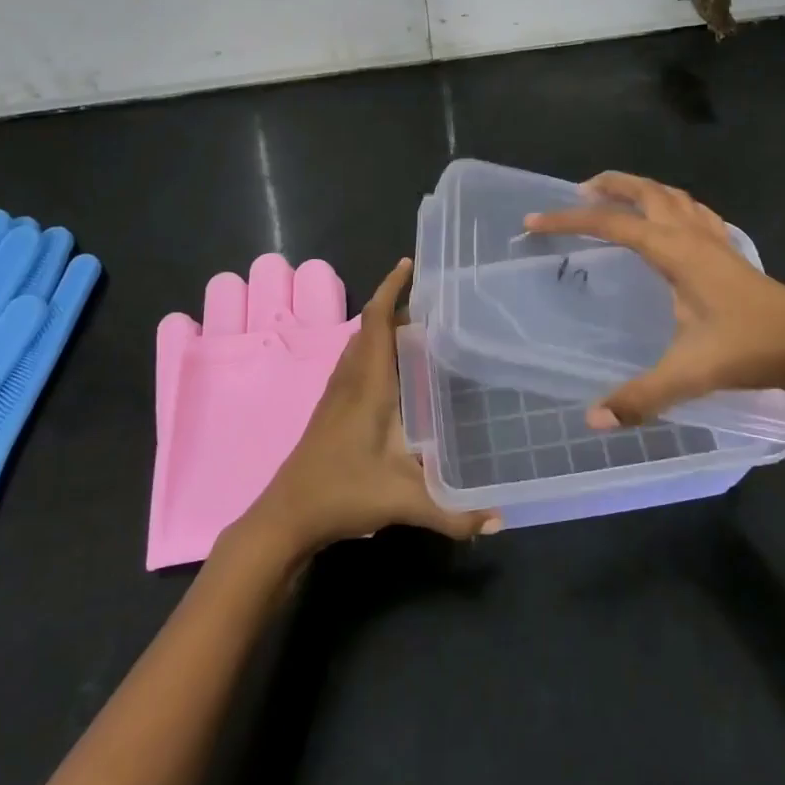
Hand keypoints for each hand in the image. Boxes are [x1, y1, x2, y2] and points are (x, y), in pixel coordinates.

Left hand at [239, 258, 499, 556]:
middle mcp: (350, 380)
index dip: (391, 289)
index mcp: (368, 385)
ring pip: (359, 345)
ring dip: (382, 327)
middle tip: (431, 298)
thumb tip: (500, 521)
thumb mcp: (401, 502)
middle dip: (395, 304)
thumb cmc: (341, 494)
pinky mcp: (330, 410)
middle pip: (369, 327)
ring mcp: (335, 394)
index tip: (409, 264)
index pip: (377, 322)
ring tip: (417, 325)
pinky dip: (373, 349)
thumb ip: (452, 512)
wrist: (284, 517)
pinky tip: (392, 371)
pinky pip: (354, 362)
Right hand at [524, 172, 784, 426]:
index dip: (569, 220)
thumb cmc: (751, 351)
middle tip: (578, 190)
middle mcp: (693, 235)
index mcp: (675, 252)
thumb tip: (592, 418)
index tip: (535, 220)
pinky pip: (695, 212)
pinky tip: (673, 221)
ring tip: (618, 197)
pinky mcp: (732, 253)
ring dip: (642, 189)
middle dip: (609, 185)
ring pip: (673, 196)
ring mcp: (717, 240)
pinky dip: (673, 204)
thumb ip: (641, 397)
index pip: (612, 224)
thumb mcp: (690, 374)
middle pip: (646, 191)